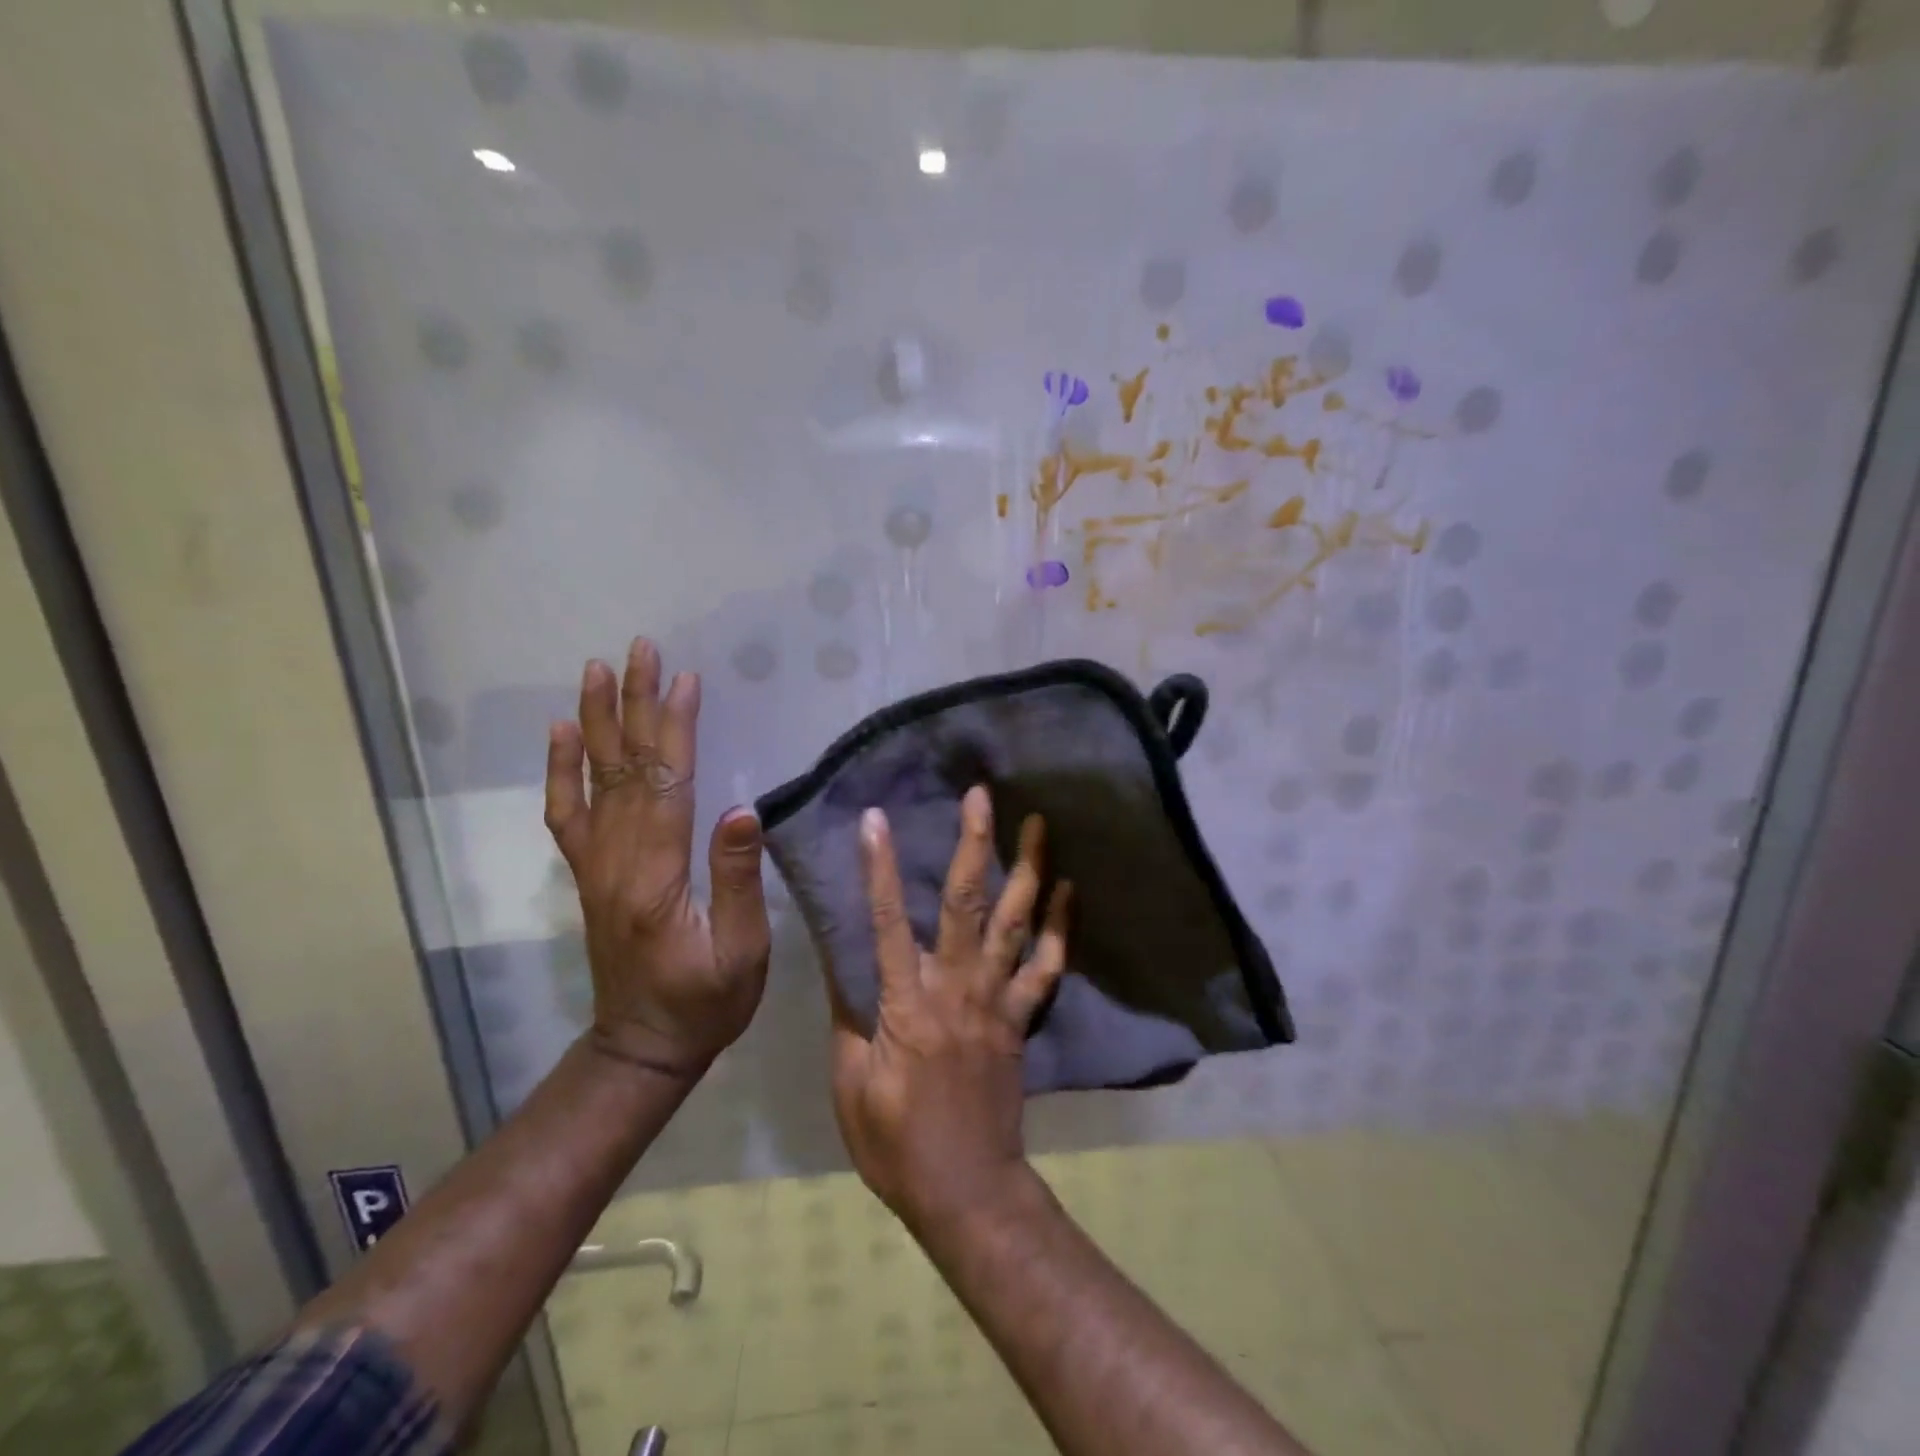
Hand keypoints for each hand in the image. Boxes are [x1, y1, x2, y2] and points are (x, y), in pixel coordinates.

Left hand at [545, 637, 771, 1078]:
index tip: (684, 678)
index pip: (665, 784)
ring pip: (593, 780)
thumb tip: (743, 809)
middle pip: (624, 768)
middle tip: (640, 650)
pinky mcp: (590, 875)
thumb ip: (738, 879)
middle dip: (633, 704)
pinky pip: (567, 814)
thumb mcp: (742, 951)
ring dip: (595, 721)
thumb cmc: (707, 1002)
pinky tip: (560, 735)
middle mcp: (616, 861)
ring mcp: (596, 866)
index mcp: (655, 876)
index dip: (674, 728)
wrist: (644, 1046)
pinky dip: (560, 771)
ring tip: (598, 670)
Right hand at [829, 786, 1069, 1230]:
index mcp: (907, 1004)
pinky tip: (1069, 890)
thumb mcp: (851, 1083)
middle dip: (975, 844)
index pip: (888, 923)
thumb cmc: (895, 1142)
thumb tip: (843, 960)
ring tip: (1039, 822)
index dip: (880, 868)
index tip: (876, 819)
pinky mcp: (1021, 1018)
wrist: (966, 1189)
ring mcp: (998, 1000)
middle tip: (981, 795)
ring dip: (1029, 869)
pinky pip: (1048, 967)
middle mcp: (957, 988)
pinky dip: (1060, 927)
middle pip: (967, 904)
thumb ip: (849, 1015)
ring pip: (1017, 923)